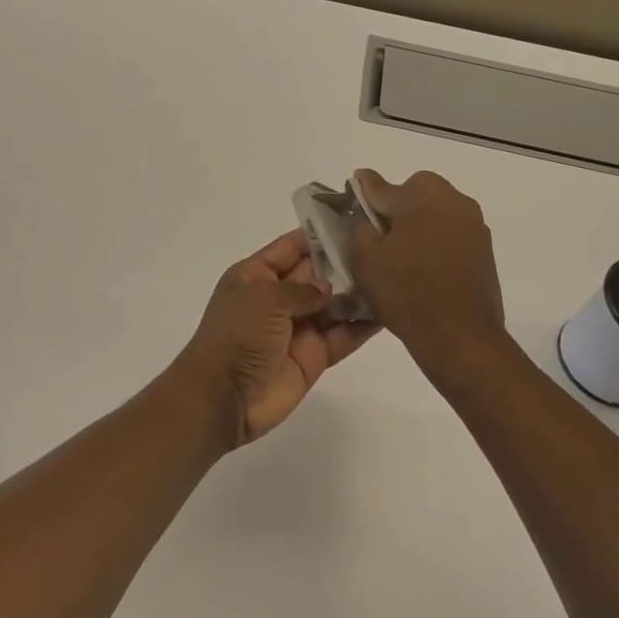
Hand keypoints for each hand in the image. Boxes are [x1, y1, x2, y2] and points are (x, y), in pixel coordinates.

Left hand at [174, 229, 377, 447]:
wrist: (224, 397)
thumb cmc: (237, 336)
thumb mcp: (265, 299)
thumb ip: (301, 289)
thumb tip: (328, 288)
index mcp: (256, 275)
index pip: (291, 247)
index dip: (317, 234)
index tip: (352, 219)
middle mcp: (278, 297)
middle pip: (317, 273)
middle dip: (345, 262)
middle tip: (385, 247)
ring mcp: (297, 327)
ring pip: (334, 304)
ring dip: (358, 293)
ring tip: (394, 276)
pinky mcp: (314, 356)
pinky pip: (342, 335)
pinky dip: (363, 325)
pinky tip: (390, 311)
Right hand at [347, 170, 505, 358]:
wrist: (460, 337)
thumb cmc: (406, 293)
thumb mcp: (366, 258)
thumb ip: (360, 222)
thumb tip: (365, 203)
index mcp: (423, 196)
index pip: (383, 186)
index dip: (364, 192)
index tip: (354, 195)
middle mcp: (454, 200)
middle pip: (416, 191)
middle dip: (398, 206)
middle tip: (382, 237)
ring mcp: (474, 225)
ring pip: (437, 211)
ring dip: (420, 223)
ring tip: (404, 256)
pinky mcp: (485, 249)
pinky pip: (452, 233)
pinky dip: (437, 241)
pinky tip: (426, 268)